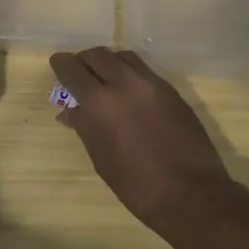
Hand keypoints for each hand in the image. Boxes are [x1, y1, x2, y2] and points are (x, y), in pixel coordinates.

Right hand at [49, 47, 242, 234]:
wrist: (190, 192)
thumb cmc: (135, 183)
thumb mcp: (101, 157)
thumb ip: (85, 126)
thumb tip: (71, 111)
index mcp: (101, 102)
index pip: (72, 69)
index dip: (61, 65)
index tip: (57, 66)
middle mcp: (125, 83)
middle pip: (98, 55)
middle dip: (84, 61)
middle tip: (79, 74)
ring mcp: (152, 84)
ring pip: (123, 57)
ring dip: (108, 62)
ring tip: (104, 80)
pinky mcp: (172, 91)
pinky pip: (143, 70)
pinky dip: (129, 73)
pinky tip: (128, 93)